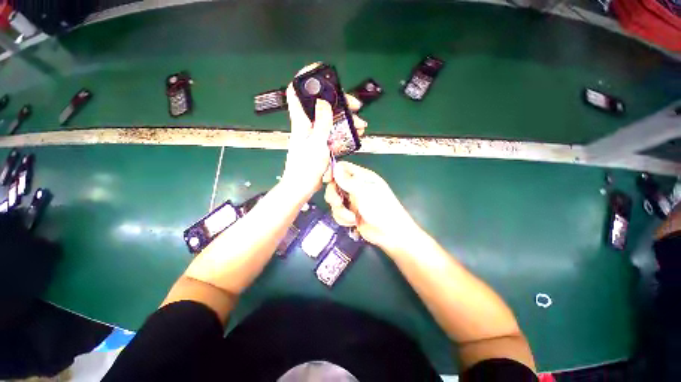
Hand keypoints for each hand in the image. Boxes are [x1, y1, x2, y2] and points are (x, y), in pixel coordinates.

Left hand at [281, 64, 365, 197]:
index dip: (305, 77)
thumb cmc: (306, 166)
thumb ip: (321, 122)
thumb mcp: (316, 143)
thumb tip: (324, 100)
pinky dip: (344, 130)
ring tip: (361, 124)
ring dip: (346, 118)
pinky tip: (355, 134)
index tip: (320, 70)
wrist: (303, 185)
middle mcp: (307, 124)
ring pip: (331, 118)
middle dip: (340, 101)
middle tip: (356, 106)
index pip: (296, 91)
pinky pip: (333, 131)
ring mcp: (314, 133)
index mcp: (301, 120)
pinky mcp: (321, 143)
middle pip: (322, 104)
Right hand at [324, 161, 419, 251]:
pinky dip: (343, 218)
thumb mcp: (364, 192)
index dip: (333, 172)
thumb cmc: (381, 209)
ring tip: (351, 217)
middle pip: (335, 185)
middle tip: (338, 203)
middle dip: (334, 195)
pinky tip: (352, 223)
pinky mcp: (350, 214)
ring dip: (340, 211)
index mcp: (362, 177)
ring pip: (334, 201)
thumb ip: (348, 181)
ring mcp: (352, 201)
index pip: (343, 168)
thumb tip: (335, 167)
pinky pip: (338, 213)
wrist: (390, 233)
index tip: (326, 180)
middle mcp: (355, 187)